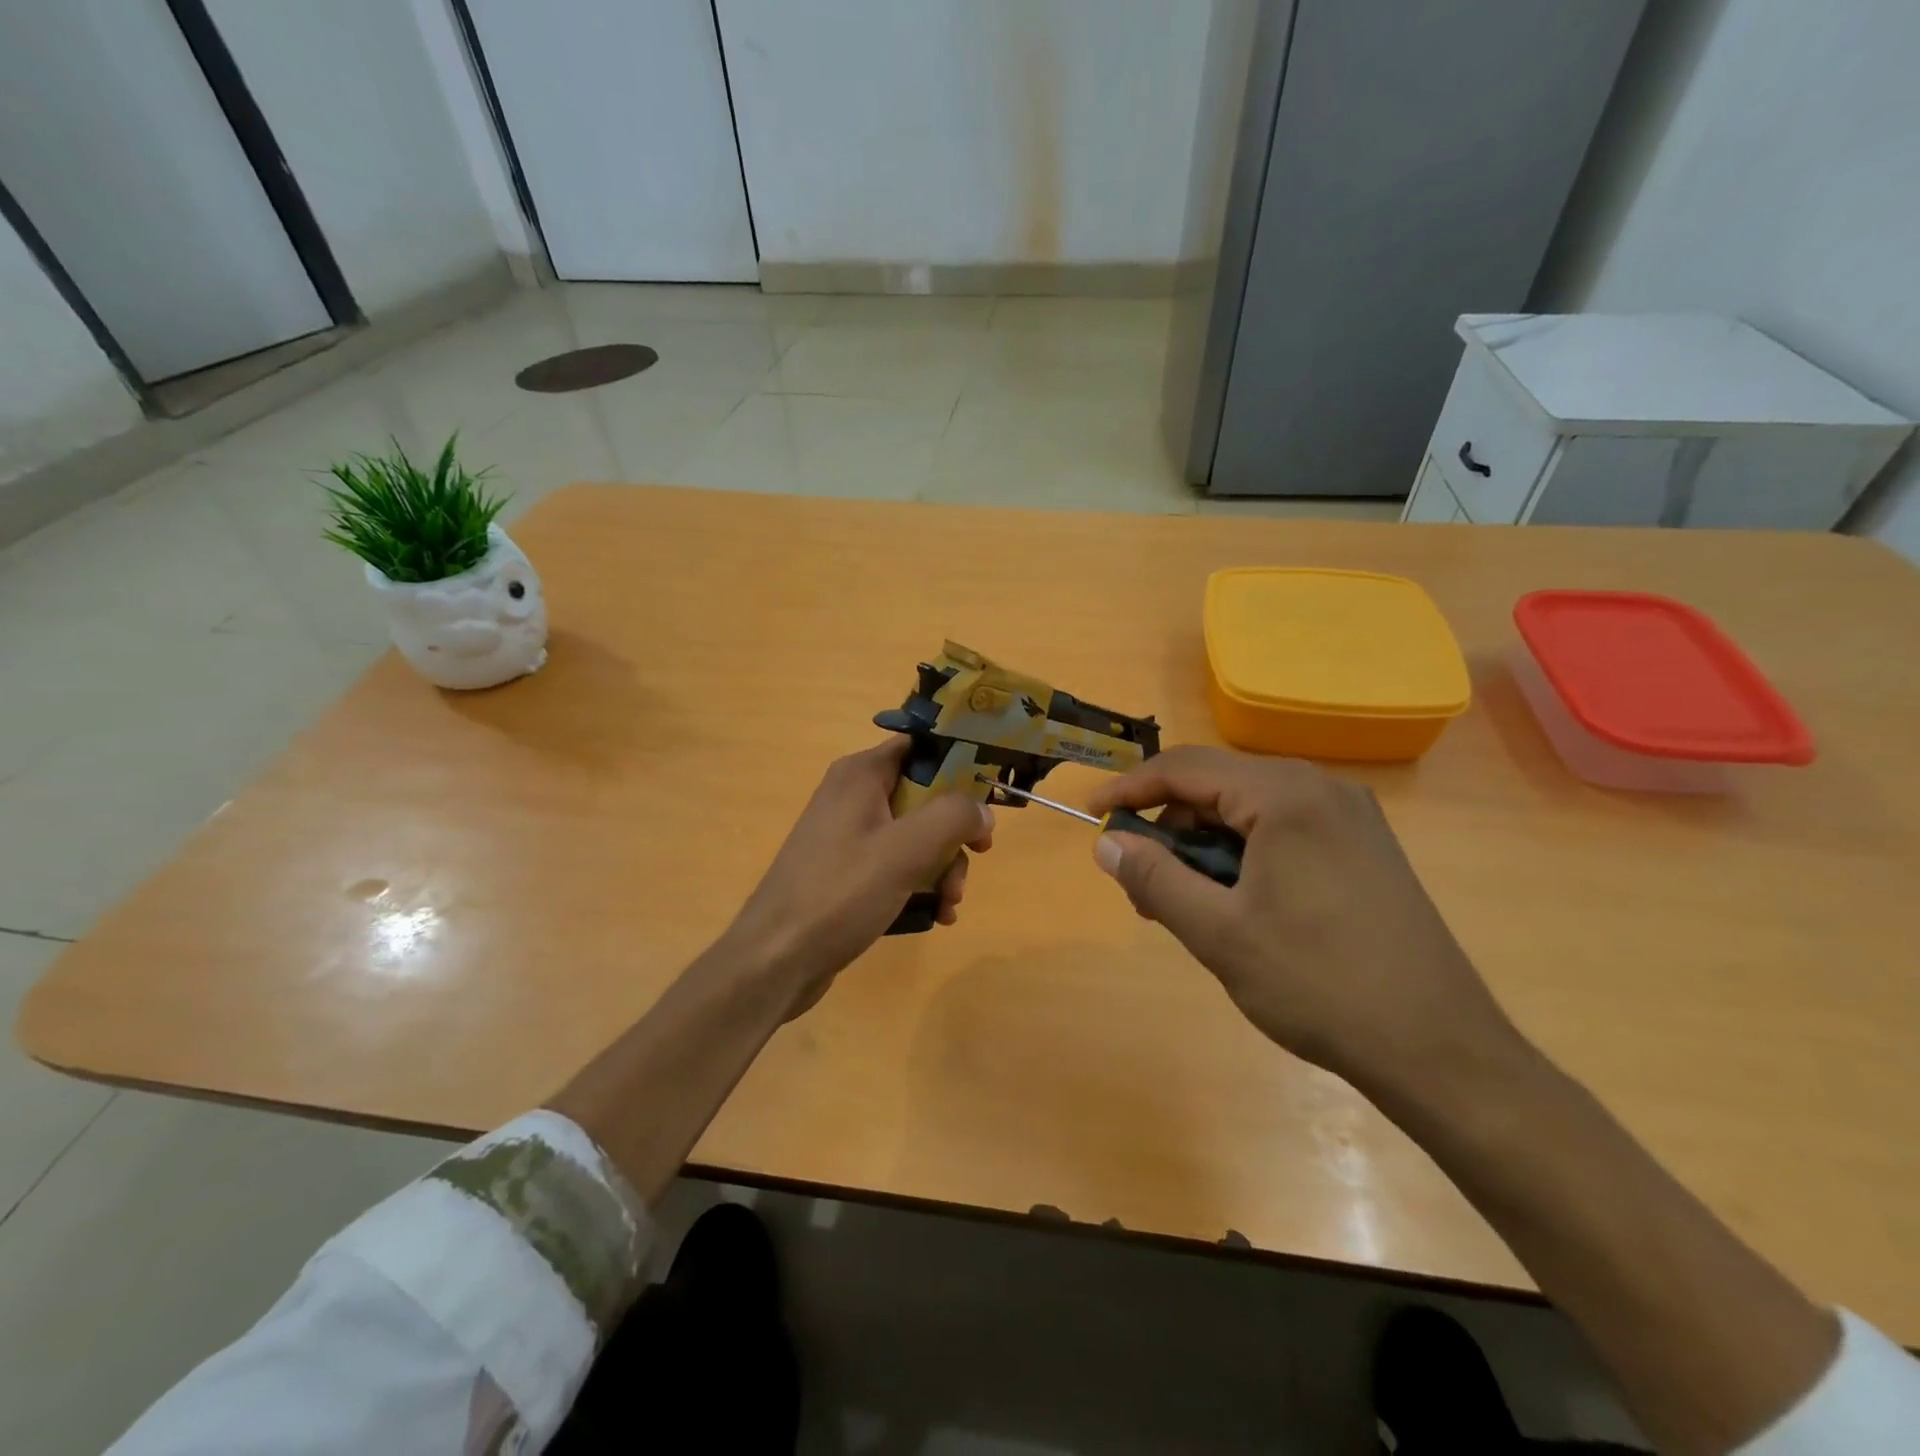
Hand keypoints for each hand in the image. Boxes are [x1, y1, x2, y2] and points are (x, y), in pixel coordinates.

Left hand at [720, 738, 993, 1016]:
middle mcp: (853, 796)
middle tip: (977, 858)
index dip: (960, 764)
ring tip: (950, 904)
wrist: (776, 960)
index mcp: (861, 774)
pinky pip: (897, 865)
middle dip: (955, 832)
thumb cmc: (840, 894)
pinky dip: (920, 885)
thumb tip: (983, 810)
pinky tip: (936, 916)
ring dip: (943, 867)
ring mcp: (848, 836)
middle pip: (925, 796)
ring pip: (915, 836)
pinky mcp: (847, 872)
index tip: (989, 795)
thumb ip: (953, 818)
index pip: (921, 746)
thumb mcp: (905, 850)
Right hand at [1084, 746, 1517, 1092]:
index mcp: (1286, 796)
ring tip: (1183, 902)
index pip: (1184, 768)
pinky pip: (1282, 830)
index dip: (1130, 787)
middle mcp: (1321, 788)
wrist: (1440, 1051)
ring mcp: (1350, 816)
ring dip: (1204, 845)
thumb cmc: (1319, 985)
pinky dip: (1242, 854)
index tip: (1091, 813)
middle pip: (1217, 785)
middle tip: (1139, 881)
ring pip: (1249, 810)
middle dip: (1168, 826)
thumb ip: (1154, 878)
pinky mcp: (1364, 846)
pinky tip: (1234, 902)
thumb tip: (1106, 843)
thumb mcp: (1219, 934)